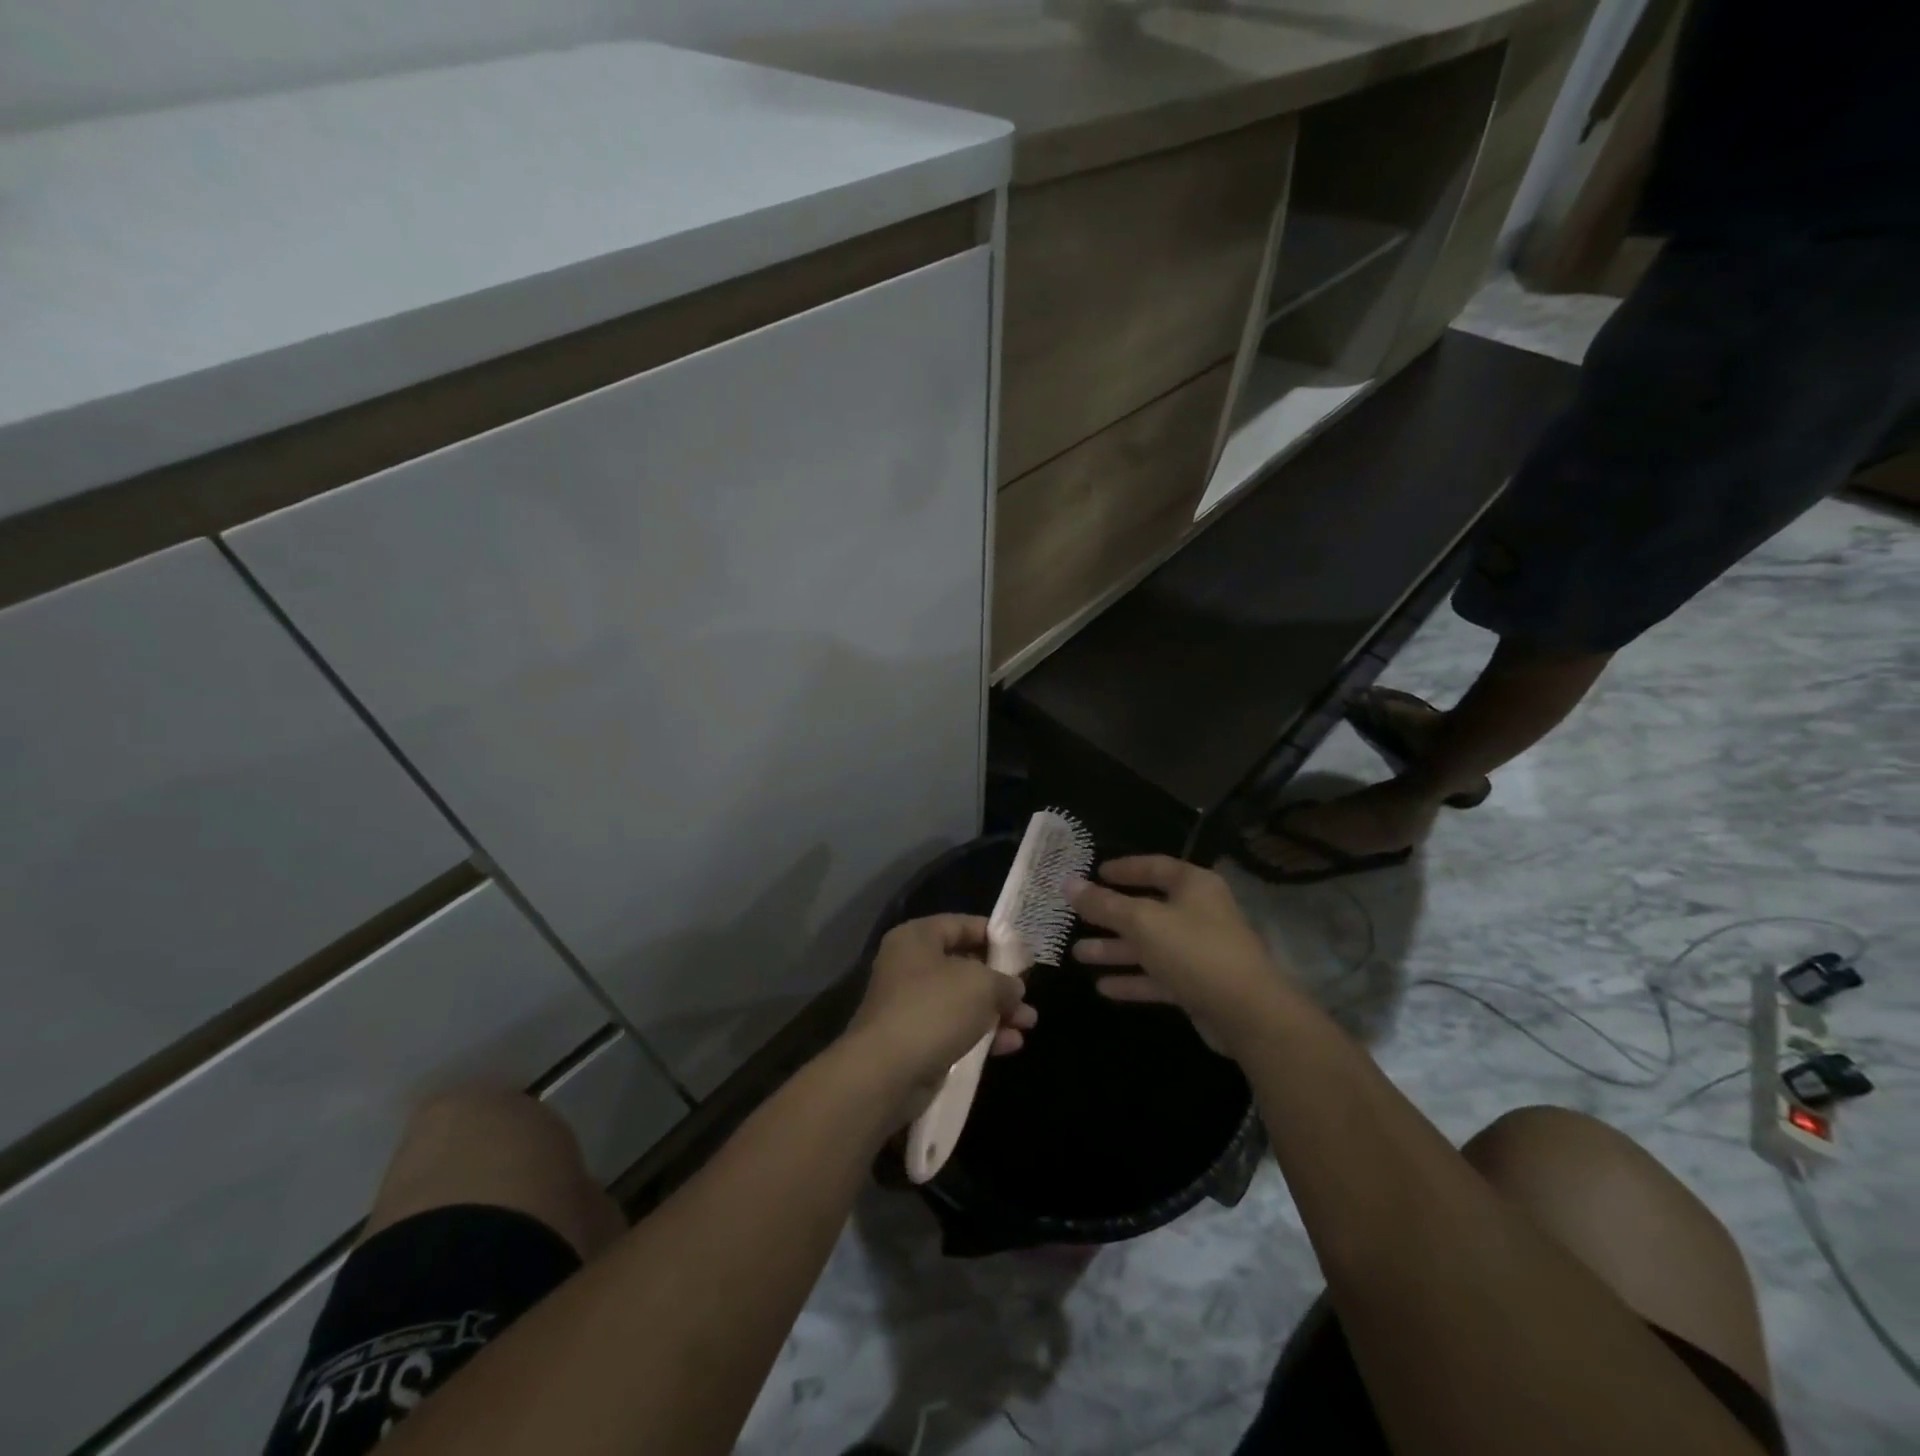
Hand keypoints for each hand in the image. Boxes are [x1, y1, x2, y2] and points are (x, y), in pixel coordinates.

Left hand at [843, 915, 1036, 1116]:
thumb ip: (1004, 981)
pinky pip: (955, 1029)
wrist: (886, 1073)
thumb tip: (1013, 988)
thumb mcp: (982, 985)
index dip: (995, 936)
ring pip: (963, 1001)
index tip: (1024, 952)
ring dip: (997, 1011)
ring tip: (1028, 1023)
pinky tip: (1011, 1045)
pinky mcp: (916, 1041)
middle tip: (1027, 994)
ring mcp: (911, 1005)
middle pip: (964, 965)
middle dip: (1000, 981)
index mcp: (917, 938)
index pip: (961, 925)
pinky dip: (982, 1034)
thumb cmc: (934, 1010)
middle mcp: (910, 966)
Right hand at [1067, 857, 1289, 1056]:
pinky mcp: (1198, 985)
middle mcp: (1198, 913)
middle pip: (1147, 909)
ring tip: (1078, 954)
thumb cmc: (1194, 951)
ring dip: (1116, 950)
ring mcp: (1199, 951)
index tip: (1096, 872)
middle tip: (1076, 917)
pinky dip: (1133, 980)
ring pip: (1150, 945)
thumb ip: (1104, 904)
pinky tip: (1103, 987)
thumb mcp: (1142, 922)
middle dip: (1111, 916)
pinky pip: (1158, 976)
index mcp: (1193, 886)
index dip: (1124, 868)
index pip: (1154, 867)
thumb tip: (1067, 883)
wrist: (1248, 1013)